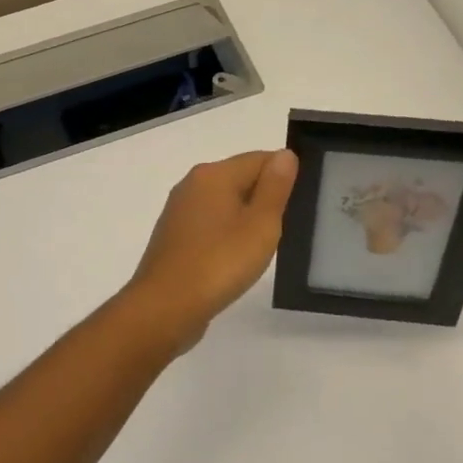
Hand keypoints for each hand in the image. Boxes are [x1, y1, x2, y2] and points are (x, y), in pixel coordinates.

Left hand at [123, 149, 298, 352]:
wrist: (165, 307)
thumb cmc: (219, 263)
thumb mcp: (260, 224)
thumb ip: (275, 187)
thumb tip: (285, 155)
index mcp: (213, 174)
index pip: (260, 159)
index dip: (284, 178)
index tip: (297, 208)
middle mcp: (191, 185)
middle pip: (240, 179)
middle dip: (264, 200)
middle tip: (283, 231)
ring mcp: (179, 212)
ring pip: (224, 204)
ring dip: (245, 220)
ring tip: (261, 248)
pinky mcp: (174, 237)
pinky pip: (209, 225)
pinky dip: (225, 236)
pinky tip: (235, 259)